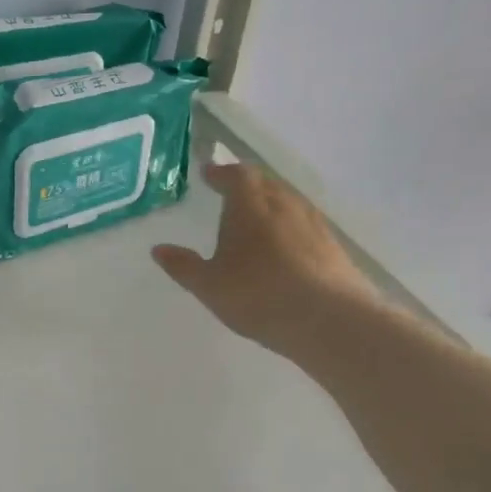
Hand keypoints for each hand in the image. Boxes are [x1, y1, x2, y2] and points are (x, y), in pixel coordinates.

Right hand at [151, 161, 376, 356]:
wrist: (327, 318)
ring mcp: (312, 222)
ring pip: (287, 202)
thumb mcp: (209, 285)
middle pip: (264, 183)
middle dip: (246, 186)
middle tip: (230, 194)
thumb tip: (158, 249)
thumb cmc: (258, 295)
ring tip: (255, 220)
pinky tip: (284, 247)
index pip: (236, 175)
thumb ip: (183, 266)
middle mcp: (284, 203)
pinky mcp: (332, 245)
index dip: (221, 173)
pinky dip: (288, 227)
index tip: (209, 173)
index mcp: (250, 205)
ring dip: (269, 205)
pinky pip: (304, 224)